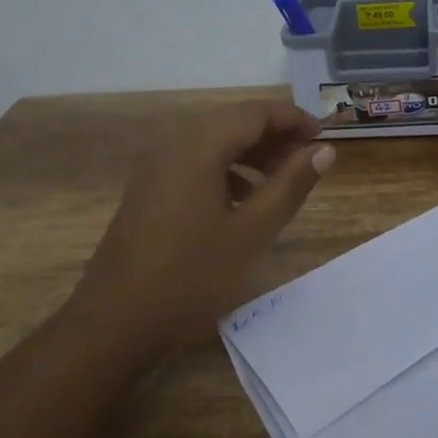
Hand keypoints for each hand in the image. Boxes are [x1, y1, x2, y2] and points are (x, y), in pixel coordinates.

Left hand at [70, 100, 334, 360]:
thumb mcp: (251, 232)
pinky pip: (196, 162)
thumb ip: (290, 185)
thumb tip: (324, 150)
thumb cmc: (189, 277)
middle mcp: (174, 145)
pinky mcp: (149, 190)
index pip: (255, 112)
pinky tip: (245, 200)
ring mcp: (157, 168)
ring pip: (214, 141)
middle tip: (308, 159)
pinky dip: (227, 169)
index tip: (323, 138)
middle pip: (233, 121)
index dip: (292, 119)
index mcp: (199, 147)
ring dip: (252, 152)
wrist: (113, 325)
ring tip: (283, 179)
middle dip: (274, 134)